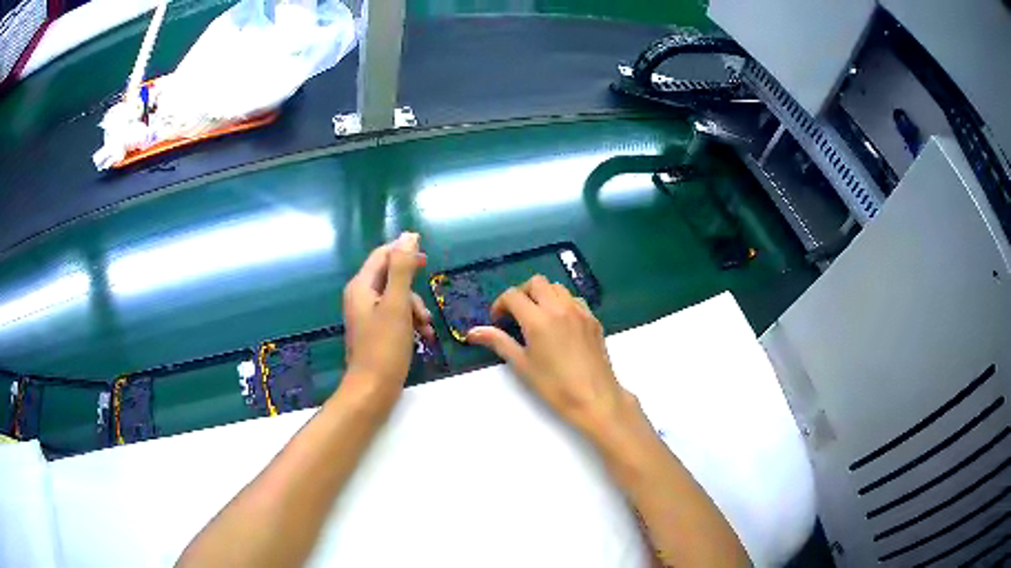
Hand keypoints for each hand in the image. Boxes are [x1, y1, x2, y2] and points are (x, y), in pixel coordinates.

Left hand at [341, 233, 432, 404]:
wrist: (372, 390)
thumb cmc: (384, 347)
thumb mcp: (397, 304)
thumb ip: (402, 268)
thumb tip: (408, 236)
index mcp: (361, 286)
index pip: (383, 255)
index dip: (404, 252)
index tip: (427, 261)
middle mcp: (360, 296)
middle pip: (392, 278)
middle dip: (413, 291)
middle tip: (425, 310)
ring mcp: (366, 315)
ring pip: (397, 299)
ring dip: (415, 309)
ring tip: (426, 328)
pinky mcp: (374, 331)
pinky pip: (395, 316)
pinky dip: (410, 322)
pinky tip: (423, 337)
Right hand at [466, 275, 632, 438]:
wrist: (594, 398)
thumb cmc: (554, 386)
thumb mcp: (522, 365)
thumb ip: (498, 342)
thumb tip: (473, 332)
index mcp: (538, 319)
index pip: (512, 295)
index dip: (500, 305)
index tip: (498, 321)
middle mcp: (559, 308)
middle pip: (536, 282)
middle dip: (522, 293)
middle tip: (516, 315)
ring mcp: (580, 311)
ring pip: (557, 287)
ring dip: (543, 295)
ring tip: (538, 318)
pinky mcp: (593, 319)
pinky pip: (574, 299)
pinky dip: (562, 303)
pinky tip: (560, 325)